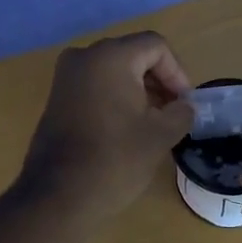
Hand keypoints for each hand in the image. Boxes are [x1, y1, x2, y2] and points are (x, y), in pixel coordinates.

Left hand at [18, 32, 195, 221]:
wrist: (58, 196)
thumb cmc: (114, 159)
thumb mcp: (160, 135)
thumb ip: (181, 112)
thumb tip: (184, 106)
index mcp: (110, 56)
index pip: (155, 46)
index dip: (177, 72)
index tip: (184, 104)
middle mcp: (84, 56)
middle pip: (133, 54)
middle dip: (157, 80)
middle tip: (172, 112)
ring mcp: (66, 76)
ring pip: (113, 69)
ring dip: (137, 89)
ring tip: (152, 122)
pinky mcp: (57, 97)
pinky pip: (95, 84)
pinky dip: (115, 96)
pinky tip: (126, 127)